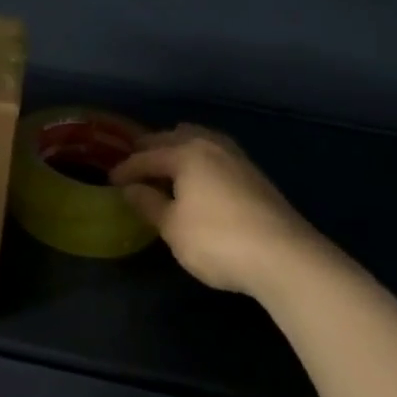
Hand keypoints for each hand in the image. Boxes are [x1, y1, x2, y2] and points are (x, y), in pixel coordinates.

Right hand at [111, 125, 320, 297]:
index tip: (111, 180)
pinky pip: (217, 154)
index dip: (126, 168)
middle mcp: (210, 146)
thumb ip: (149, 204)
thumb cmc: (217, 240)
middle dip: (152, 149)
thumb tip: (131, 188)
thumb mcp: (173, 227)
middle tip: (135, 163)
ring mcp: (237, 158)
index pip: (147, 156)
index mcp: (185, 153)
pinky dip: (200, 158)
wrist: (285, 257)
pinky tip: (200, 176)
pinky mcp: (256, 175)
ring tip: (167, 163)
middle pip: (174, 138)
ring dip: (179, 148)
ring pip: (200, 140)